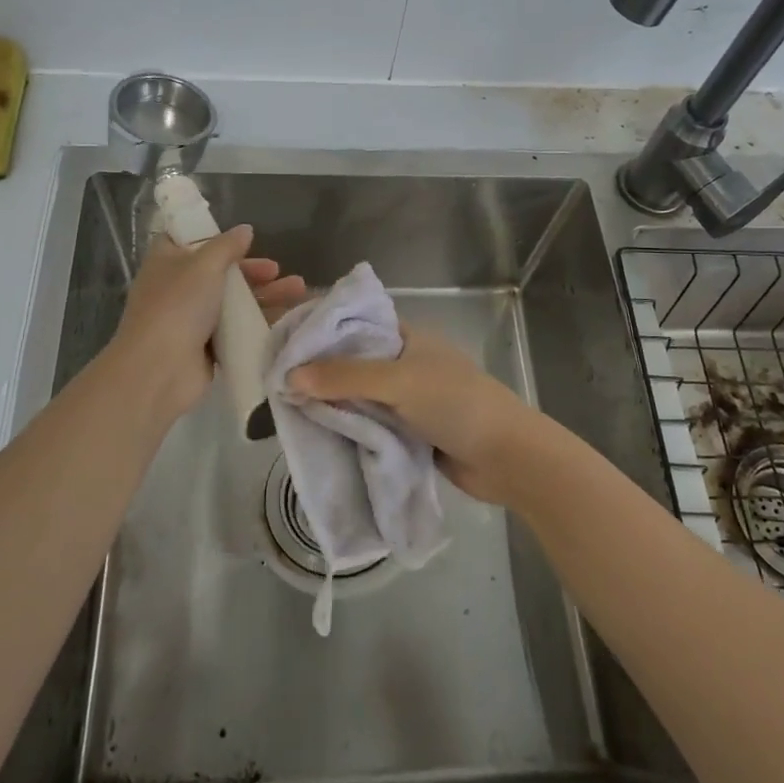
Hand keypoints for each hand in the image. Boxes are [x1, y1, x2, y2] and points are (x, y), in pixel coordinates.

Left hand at [110, 225, 305, 419]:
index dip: (214, 237)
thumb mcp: (204, 265)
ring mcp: (191, 319)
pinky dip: (258, 322)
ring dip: (264, 294)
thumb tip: (245, 229)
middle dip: (252, 270)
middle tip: (277, 271)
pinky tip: (286, 318)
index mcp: (166, 261)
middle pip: (219, 272)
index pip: (188, 240)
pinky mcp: (206, 346)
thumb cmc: (178, 305)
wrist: (160, 369)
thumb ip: (227, 246)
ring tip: (297, 291)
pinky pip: (237, 329)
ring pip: (232, 301)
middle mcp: (177, 287)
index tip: (243, 239)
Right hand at [288, 325, 557, 504]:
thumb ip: (344, 378)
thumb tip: (289, 376)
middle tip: (277, 382)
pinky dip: (351, 429)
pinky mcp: (411, 431)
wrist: (506, 457)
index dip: (322, 331)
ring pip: (361, 397)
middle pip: (354, 364)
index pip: (356, 325)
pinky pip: (371, 425)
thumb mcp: (397, 382)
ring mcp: (409, 399)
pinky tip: (319, 435)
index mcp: (407, 337)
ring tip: (288, 410)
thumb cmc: (455, 403)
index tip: (283, 343)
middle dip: (321, 374)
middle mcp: (406, 363)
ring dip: (334, 405)